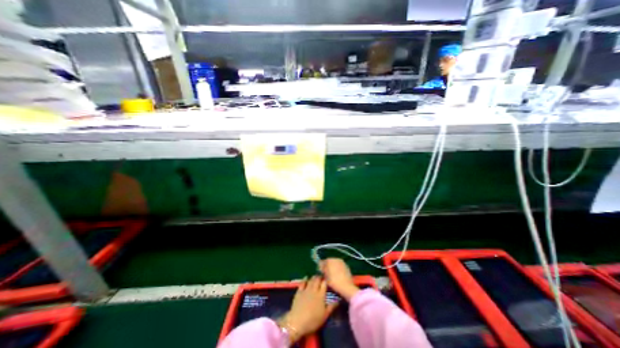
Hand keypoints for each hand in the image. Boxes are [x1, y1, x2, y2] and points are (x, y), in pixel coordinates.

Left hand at [281, 277, 338, 341]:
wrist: (297, 322)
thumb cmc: (313, 320)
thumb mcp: (325, 316)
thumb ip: (331, 307)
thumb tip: (338, 301)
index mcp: (321, 295)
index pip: (324, 283)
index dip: (326, 280)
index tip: (327, 279)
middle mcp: (314, 289)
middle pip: (317, 280)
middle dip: (320, 277)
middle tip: (321, 277)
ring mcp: (306, 289)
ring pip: (311, 280)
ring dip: (313, 277)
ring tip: (315, 277)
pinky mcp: (299, 291)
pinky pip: (302, 283)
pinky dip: (305, 279)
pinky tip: (306, 277)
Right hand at [320, 259, 358, 301]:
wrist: (347, 286)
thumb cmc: (334, 282)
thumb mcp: (325, 277)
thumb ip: (322, 270)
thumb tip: (321, 267)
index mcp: (329, 260)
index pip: (322, 262)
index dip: (321, 267)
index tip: (321, 273)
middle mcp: (336, 259)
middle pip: (329, 262)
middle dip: (328, 267)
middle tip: (326, 275)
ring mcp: (342, 262)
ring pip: (335, 264)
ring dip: (333, 268)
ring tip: (333, 276)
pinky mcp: (347, 266)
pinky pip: (340, 267)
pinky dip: (338, 269)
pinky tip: (338, 276)